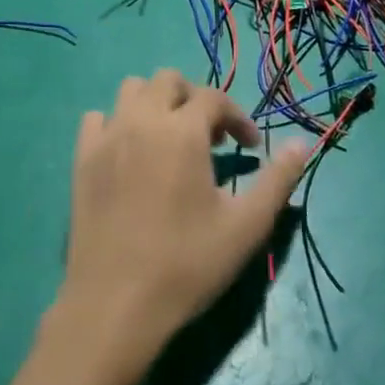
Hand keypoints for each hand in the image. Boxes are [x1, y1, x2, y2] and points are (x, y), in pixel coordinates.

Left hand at [54, 72, 307, 368]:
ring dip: (156, 103)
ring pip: (131, 90)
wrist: (116, 304)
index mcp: (182, 131)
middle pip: (168, 80)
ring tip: (171, 139)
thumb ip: (278, 180)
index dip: (238, 116)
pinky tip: (130, 152)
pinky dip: (117, 123)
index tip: (250, 147)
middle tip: (210, 138)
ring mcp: (107, 137)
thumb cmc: (187, 264)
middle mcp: (142, 120)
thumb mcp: (246, 226)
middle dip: (195, 99)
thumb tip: (303, 144)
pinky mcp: (81, 158)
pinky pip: (97, 119)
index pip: (214, 98)